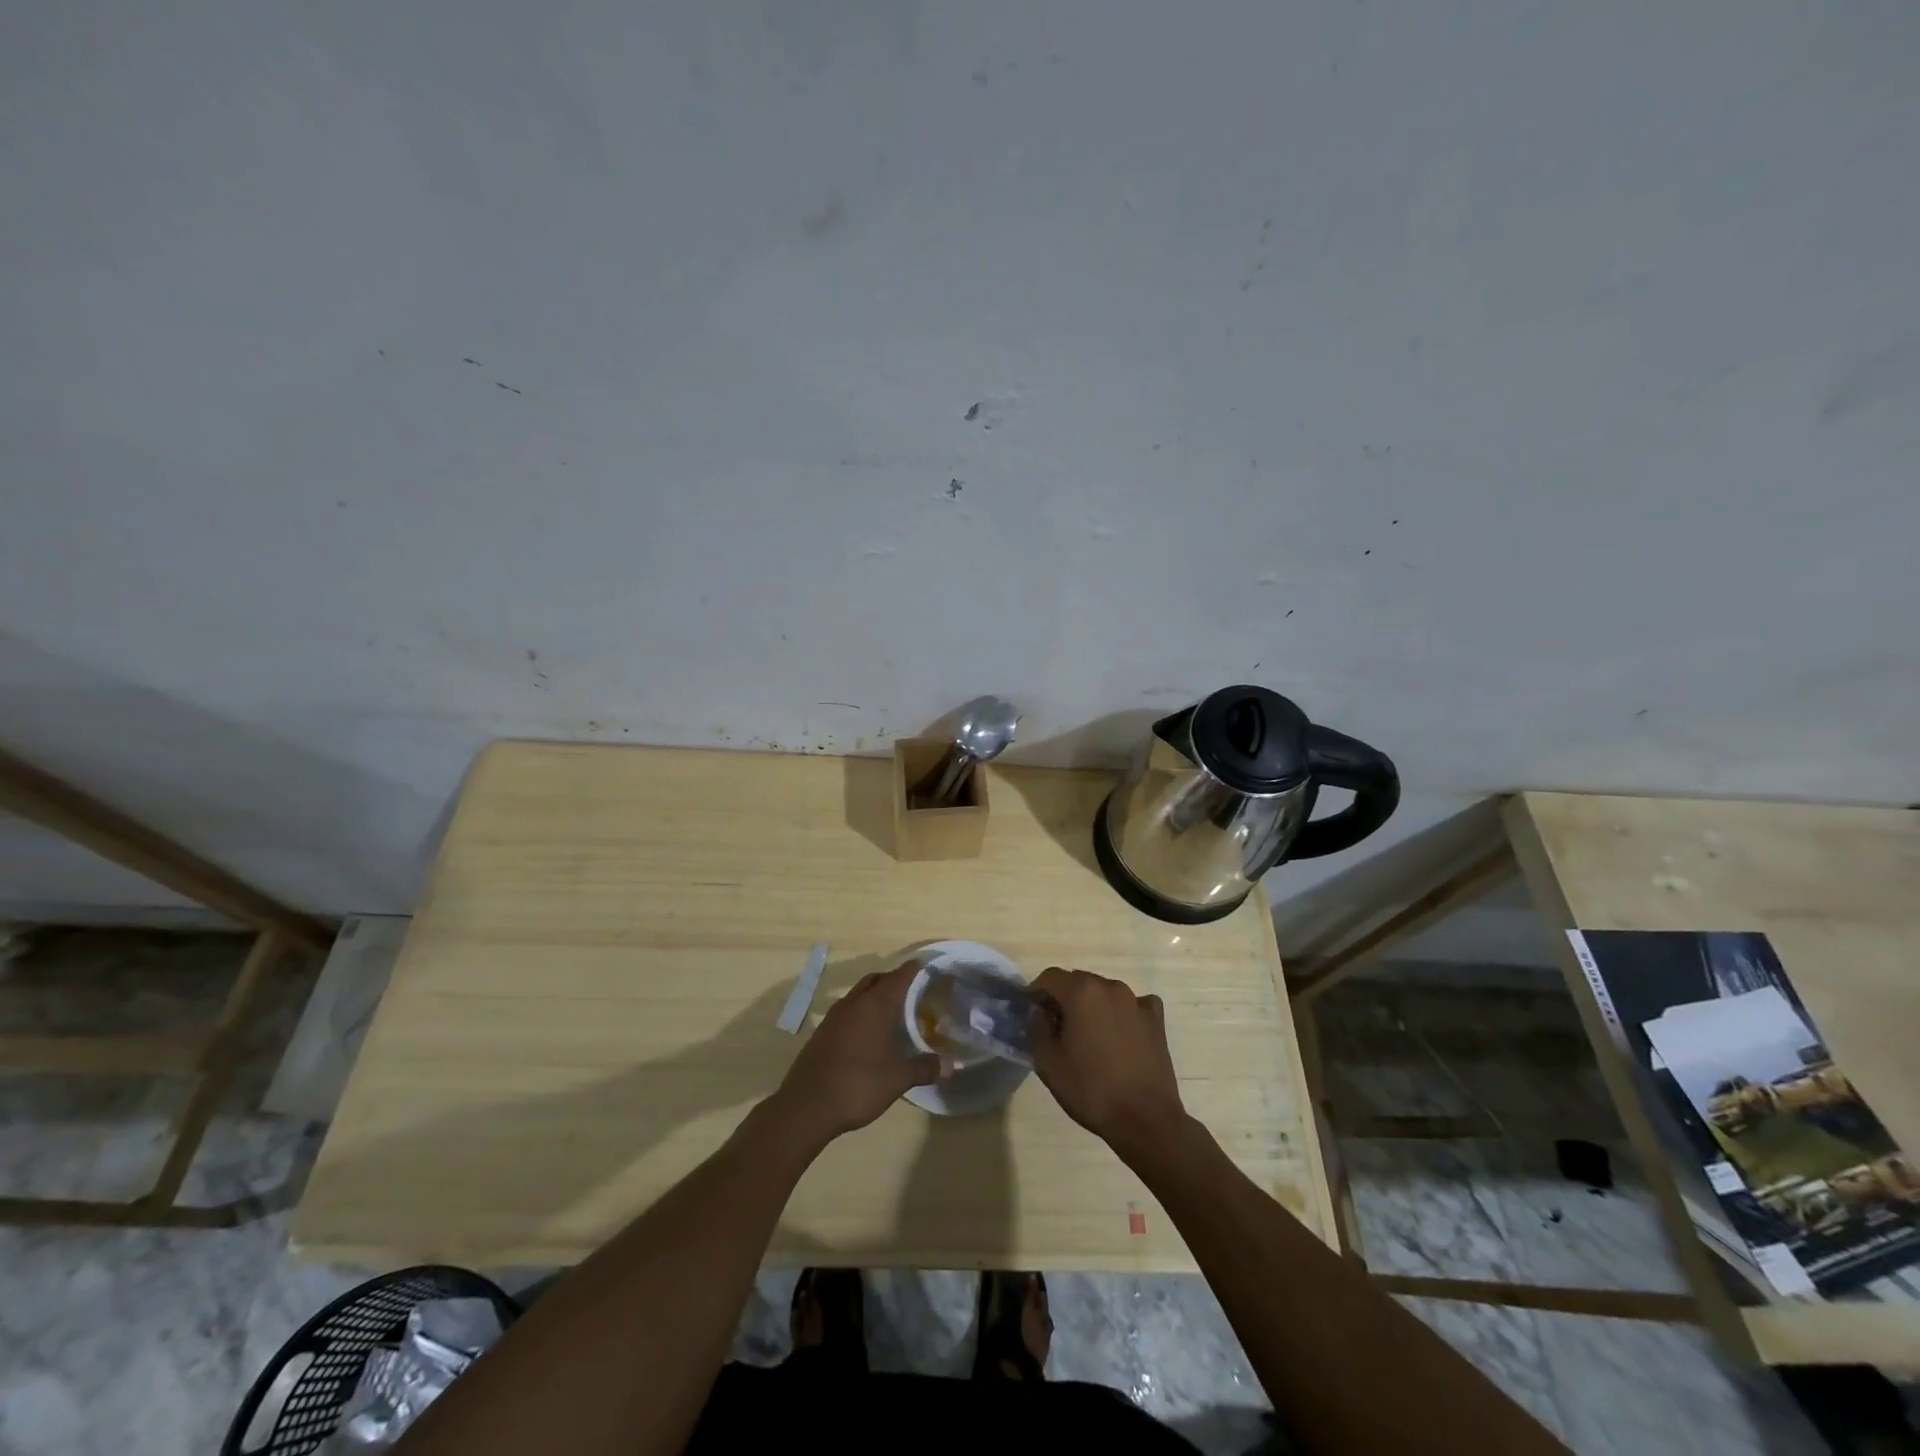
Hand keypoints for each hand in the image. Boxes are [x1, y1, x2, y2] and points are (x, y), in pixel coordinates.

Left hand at [772, 962, 939, 1143]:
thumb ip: (924, 1068)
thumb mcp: (898, 1079)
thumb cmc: (858, 1084)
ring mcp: (834, 1017)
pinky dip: (861, 1013)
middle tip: (913, 991)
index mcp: (874, 1005)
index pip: (899, 976)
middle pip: (876, 980)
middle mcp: (853, 1003)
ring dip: (875, 997)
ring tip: (892, 1013)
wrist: (806, 1107)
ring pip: (859, 994)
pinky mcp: (822, 1033)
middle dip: (893, 981)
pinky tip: (868, 1035)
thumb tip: (949, 1065)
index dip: (914, 969)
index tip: (927, 966)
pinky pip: (847, 1012)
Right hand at [1029, 967, 1187, 1156]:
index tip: (1032, 1014)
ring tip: (1088, 1036)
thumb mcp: (1048, 1063)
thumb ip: (1037, 1028)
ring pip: (1104, 992)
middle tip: (1057, 1028)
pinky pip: (1132, 1005)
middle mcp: (1110, 986)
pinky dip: (1122, 1013)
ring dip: (1092, 1005)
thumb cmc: (1091, 1090)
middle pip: (1078, 981)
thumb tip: (1040, 1012)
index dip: (1036, 993)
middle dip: (1063, 998)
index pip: (1050, 977)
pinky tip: (1120, 1035)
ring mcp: (1137, 1001)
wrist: (1145, 1120)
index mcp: (1081, 992)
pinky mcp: (1156, 1019)